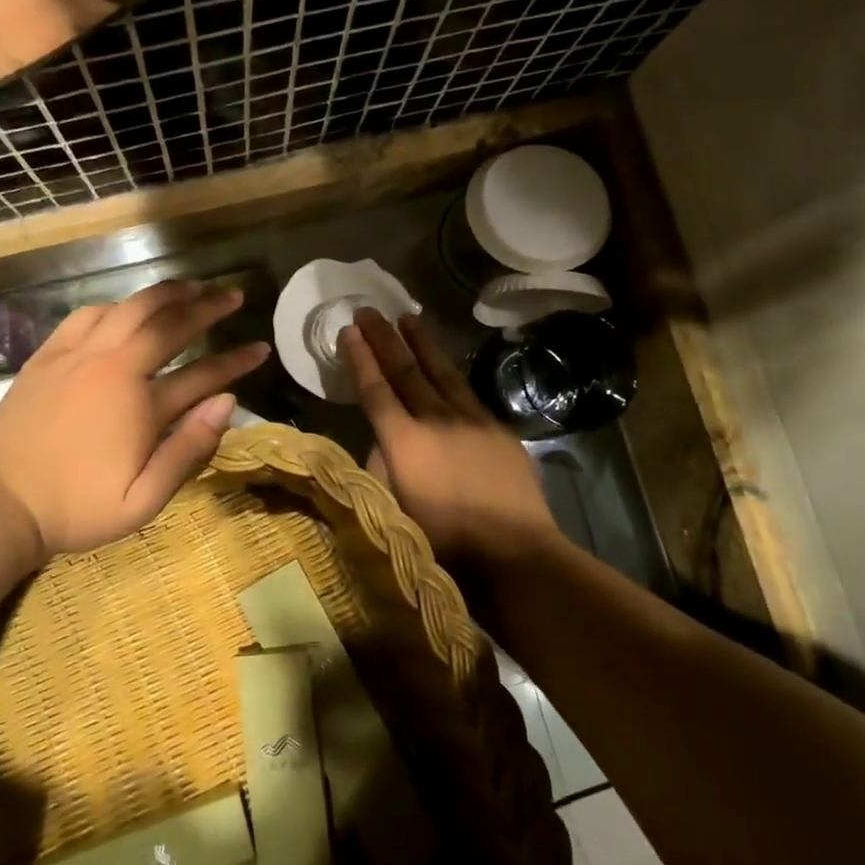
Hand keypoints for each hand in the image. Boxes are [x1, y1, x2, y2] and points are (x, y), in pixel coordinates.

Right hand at [0, 0, 139, 94]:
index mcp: (68, 27)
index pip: (119, 29)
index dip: (119, 12)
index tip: (108, 0)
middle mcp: (55, 67)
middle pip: (99, 63)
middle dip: (100, 43)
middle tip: (79, 20)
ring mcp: (28, 90)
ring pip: (71, 84)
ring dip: (74, 65)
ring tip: (51, 36)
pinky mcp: (0, 100)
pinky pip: (39, 96)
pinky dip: (45, 80)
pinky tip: (28, 56)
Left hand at [0, 281, 269, 560]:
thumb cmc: (76, 508)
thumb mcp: (142, 501)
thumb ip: (188, 450)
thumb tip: (227, 402)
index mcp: (140, 403)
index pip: (203, 374)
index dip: (236, 361)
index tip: (261, 347)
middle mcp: (114, 366)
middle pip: (169, 323)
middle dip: (207, 306)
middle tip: (232, 295)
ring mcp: (78, 355)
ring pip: (129, 307)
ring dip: (165, 294)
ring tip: (190, 288)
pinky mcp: (49, 355)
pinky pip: (88, 314)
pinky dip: (116, 305)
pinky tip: (126, 307)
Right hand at [342, 310, 562, 571]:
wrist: (515, 553)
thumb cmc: (445, 543)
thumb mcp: (394, 510)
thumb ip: (383, 467)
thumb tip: (384, 441)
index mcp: (404, 441)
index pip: (376, 389)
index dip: (360, 358)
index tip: (349, 330)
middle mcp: (435, 419)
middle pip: (405, 370)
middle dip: (384, 338)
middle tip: (369, 310)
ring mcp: (471, 420)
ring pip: (440, 371)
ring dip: (421, 343)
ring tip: (407, 318)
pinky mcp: (497, 428)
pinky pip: (466, 391)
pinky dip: (450, 372)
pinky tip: (445, 365)